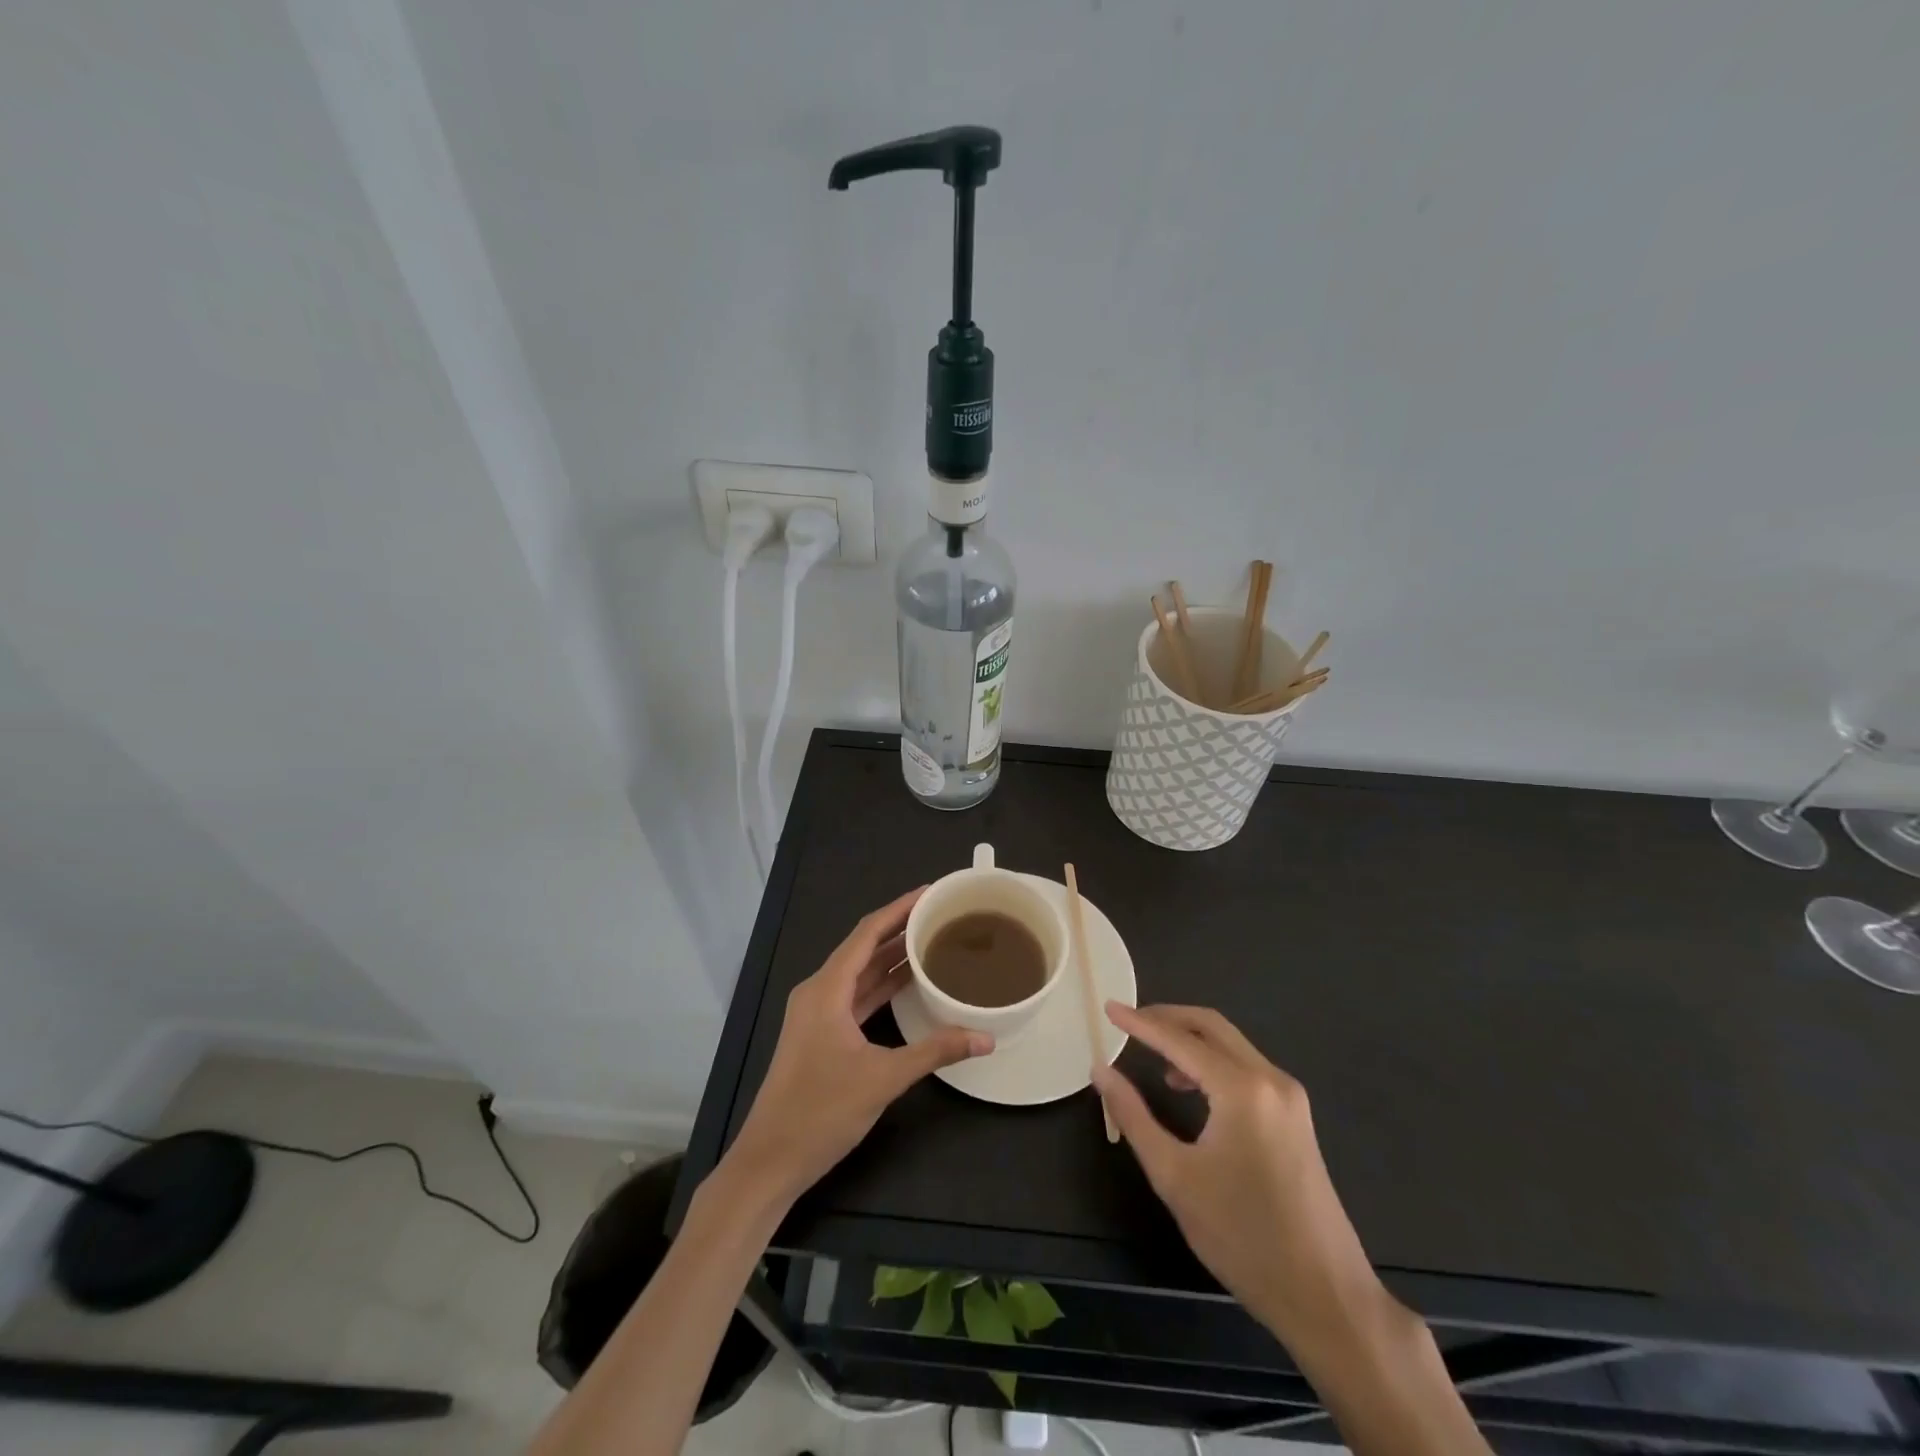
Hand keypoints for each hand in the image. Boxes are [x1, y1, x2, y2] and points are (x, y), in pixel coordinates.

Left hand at [721, 887, 992, 1206]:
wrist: (770, 1160)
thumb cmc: (821, 1111)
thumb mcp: (883, 1078)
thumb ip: (935, 1051)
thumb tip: (985, 1037)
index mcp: (827, 988)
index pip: (867, 933)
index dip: (899, 908)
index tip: (931, 892)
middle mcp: (819, 991)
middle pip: (864, 947)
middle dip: (900, 928)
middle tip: (940, 914)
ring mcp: (818, 1013)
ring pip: (860, 973)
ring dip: (892, 957)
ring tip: (933, 940)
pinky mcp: (821, 1033)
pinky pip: (856, 995)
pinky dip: (882, 985)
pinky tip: (910, 983)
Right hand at [1092, 1003, 1395, 1349]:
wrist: (1325, 1297)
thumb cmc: (1242, 1237)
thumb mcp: (1174, 1176)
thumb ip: (1133, 1116)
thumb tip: (1102, 1071)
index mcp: (1242, 1089)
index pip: (1180, 1040)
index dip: (1140, 1023)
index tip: (1108, 1008)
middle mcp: (1271, 1080)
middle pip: (1212, 1027)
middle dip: (1168, 1018)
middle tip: (1129, 1021)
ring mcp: (1290, 1097)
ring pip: (1232, 1045)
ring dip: (1191, 1040)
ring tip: (1154, 1057)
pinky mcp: (1296, 1117)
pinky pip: (1246, 1069)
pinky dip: (1212, 1063)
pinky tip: (1191, 1088)